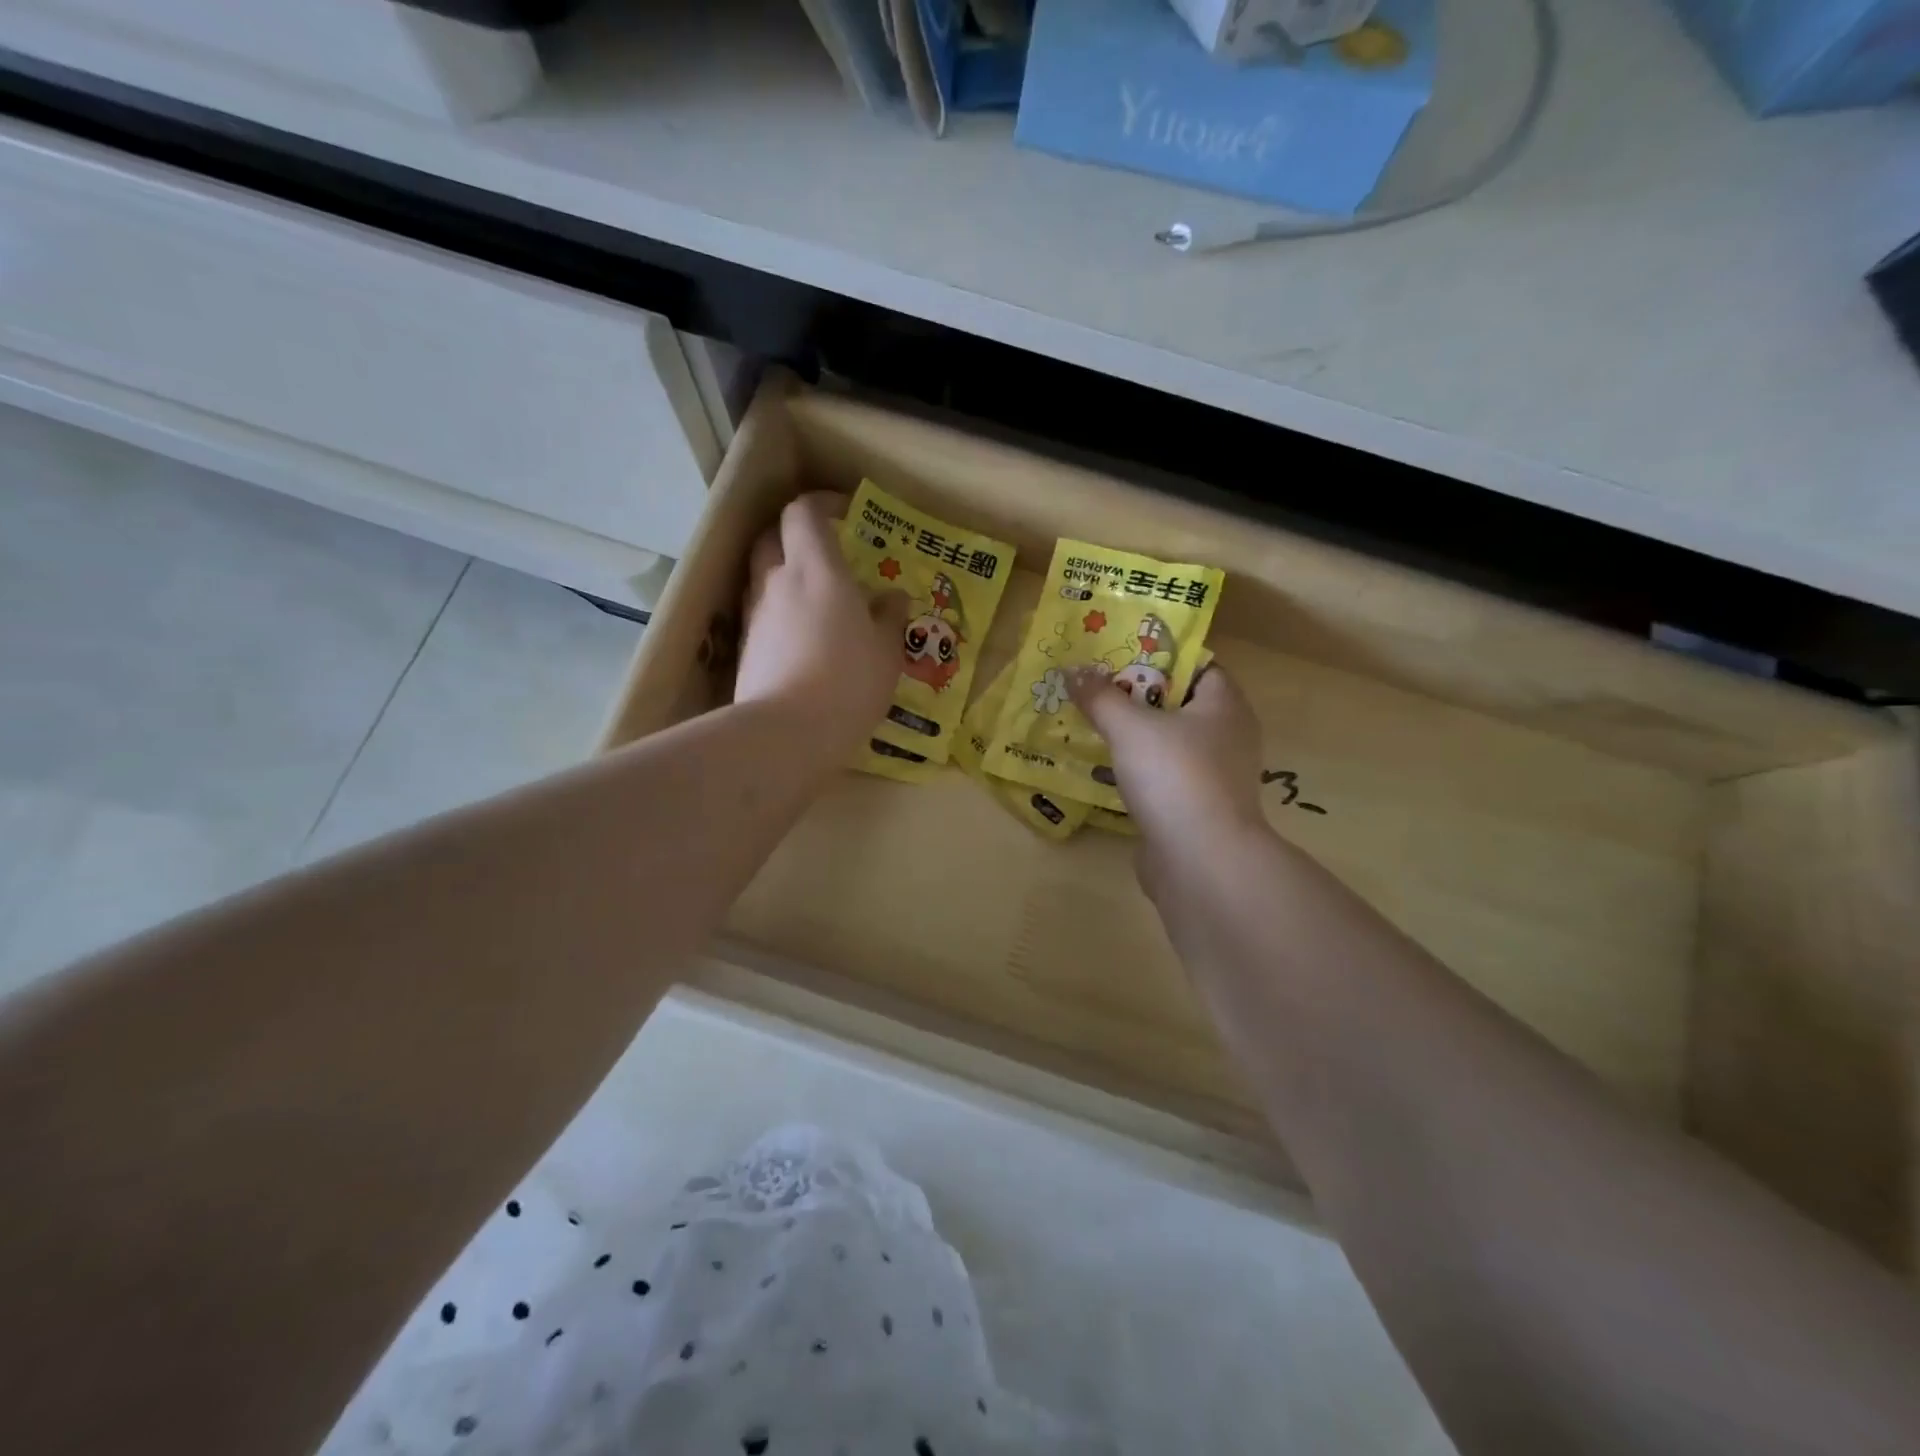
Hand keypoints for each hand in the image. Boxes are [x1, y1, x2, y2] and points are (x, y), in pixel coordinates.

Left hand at [736, 492, 908, 756]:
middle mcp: (778, 581)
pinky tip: (803, 639)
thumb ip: (889, 617)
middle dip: (796, 534)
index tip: (846, 514)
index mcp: (816, 570)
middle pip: (773, 536)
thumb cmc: (848, 681)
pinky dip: (780, 612)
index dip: (822, 504)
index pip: (803, 512)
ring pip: (763, 575)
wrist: (786, 733)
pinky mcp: (746, 648)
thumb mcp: (886, 651)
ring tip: (817, 600)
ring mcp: (756, 615)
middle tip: (827, 552)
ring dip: (786, 574)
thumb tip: (892, 598)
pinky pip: (762, 613)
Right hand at [1068, 664, 1265, 845]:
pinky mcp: (1197, 809)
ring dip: (1134, 737)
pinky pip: (1163, 778)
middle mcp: (1227, 737)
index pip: (1196, 666)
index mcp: (1225, 705)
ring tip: (1091, 726)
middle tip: (1094, 689)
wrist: (1201, 862)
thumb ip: (1100, 697)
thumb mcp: (1130, 727)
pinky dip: (1138, 772)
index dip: (1157, 657)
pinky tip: (1105, 771)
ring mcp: (1214, 777)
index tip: (1116, 655)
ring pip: (1168, 744)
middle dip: (1136, 697)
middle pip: (1178, 704)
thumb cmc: (1174, 777)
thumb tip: (1072, 668)